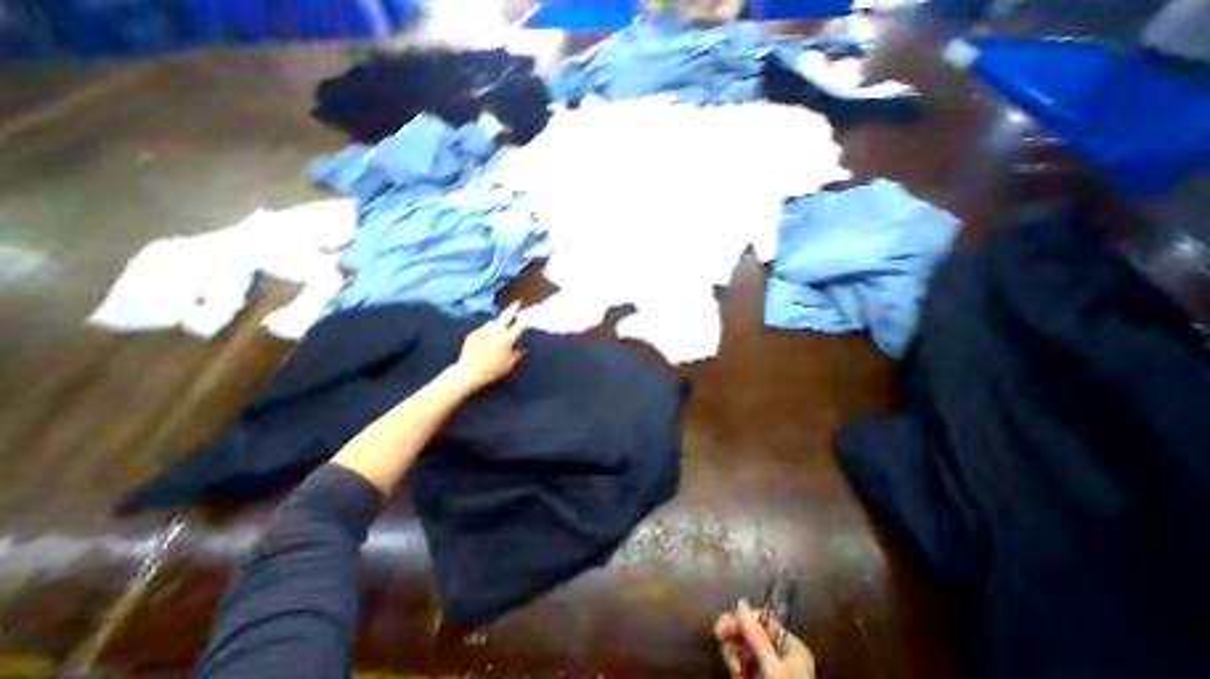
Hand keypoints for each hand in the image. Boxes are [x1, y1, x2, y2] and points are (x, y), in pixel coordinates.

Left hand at [454, 301, 525, 391]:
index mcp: (507, 338)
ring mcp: (483, 330)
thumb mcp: (509, 364)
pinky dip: (487, 331)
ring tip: (500, 326)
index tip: (528, 317)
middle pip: (506, 315)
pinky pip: (483, 329)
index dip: (525, 320)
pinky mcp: (473, 333)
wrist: (469, 372)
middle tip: (518, 303)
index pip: (519, 325)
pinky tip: (487, 339)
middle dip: (513, 308)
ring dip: (498, 322)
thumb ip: (517, 354)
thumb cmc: (493, 370)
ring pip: (493, 322)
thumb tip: (522, 349)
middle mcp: (496, 330)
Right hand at [711, 598, 816, 678]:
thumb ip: (756, 636)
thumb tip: (740, 602)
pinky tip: (736, 676)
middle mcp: (781, 654)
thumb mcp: (772, 667)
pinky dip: (737, 669)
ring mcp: (771, 670)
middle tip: (719, 637)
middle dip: (735, 637)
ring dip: (733, 654)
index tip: (724, 624)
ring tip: (733, 669)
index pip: (762, 620)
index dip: (742, 619)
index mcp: (791, 646)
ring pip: (744, 649)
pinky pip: (744, 666)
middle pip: (751, 633)